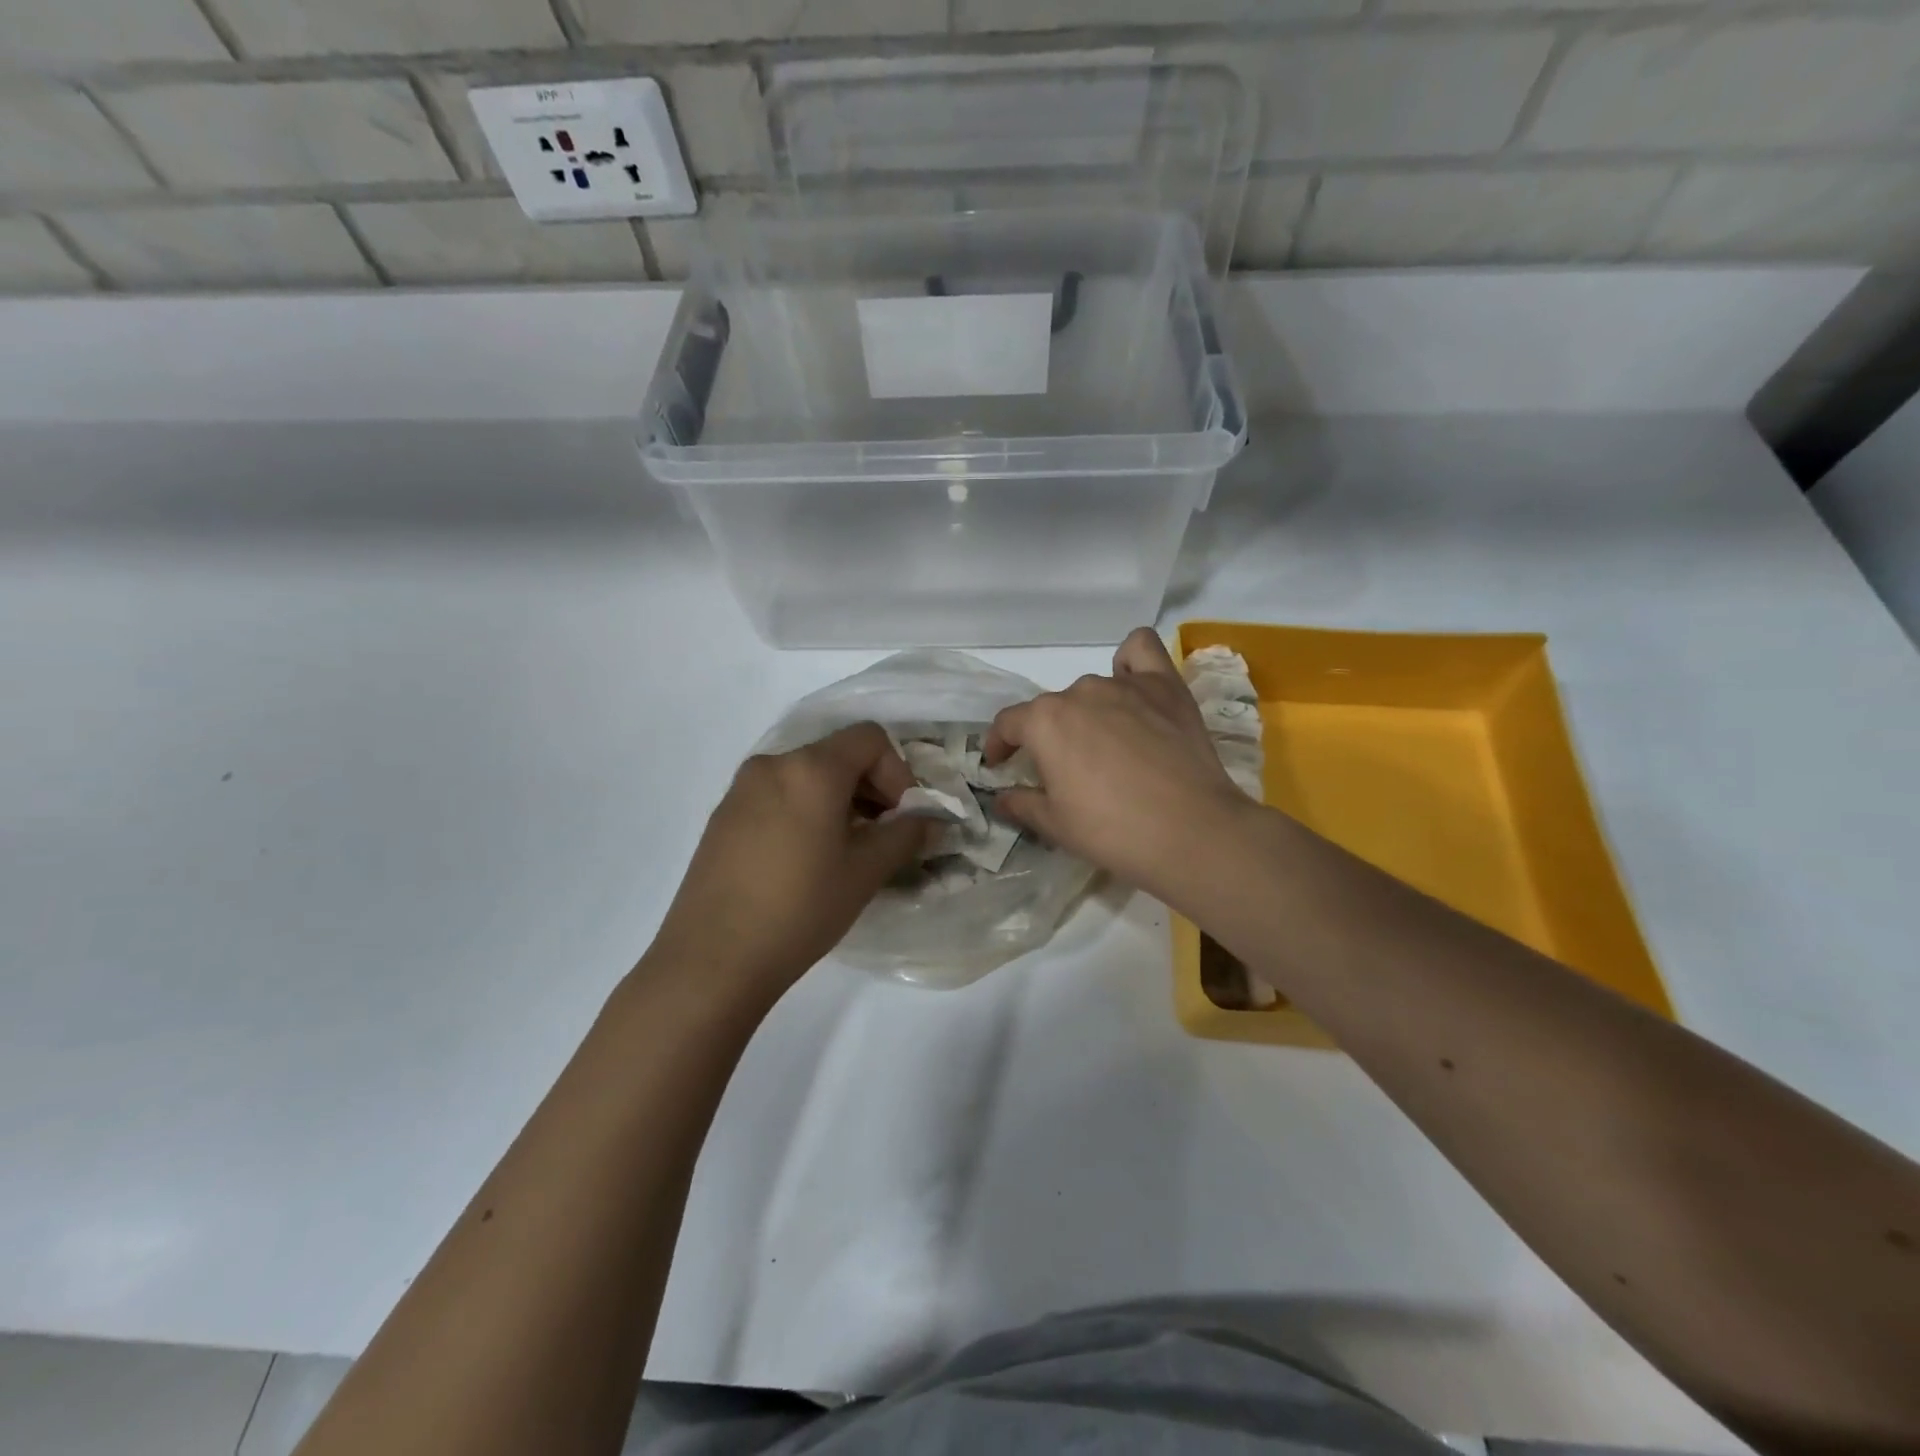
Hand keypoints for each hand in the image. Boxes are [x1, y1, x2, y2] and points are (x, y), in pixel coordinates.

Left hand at [648, 723, 929, 996]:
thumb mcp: (865, 872)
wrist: (713, 959)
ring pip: (806, 775)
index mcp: (811, 769)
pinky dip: (805, 810)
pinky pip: (778, 795)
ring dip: (838, 800)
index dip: (898, 771)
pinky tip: (805, 859)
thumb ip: (905, 836)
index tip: (902, 817)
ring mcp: (741, 789)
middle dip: (870, 787)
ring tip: (846, 850)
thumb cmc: (800, 909)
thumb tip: (931, 821)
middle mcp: (773, 765)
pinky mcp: (723, 816)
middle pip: (837, 754)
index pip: (869, 738)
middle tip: (883, 835)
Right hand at [985, 628, 1253, 901]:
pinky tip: (1133, 686)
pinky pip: (1141, 651)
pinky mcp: (1166, 686)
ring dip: (1088, 712)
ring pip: (1092, 689)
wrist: (1191, 831)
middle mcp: (1080, 691)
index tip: (1000, 765)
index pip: (1008, 723)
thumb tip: (1001, 797)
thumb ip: (1021, 804)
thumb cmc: (1113, 831)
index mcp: (1044, 721)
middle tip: (1066, 771)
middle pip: (1053, 709)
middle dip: (1049, 736)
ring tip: (1107, 744)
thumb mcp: (1055, 825)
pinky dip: (1130, 663)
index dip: (999, 745)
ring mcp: (1124, 684)